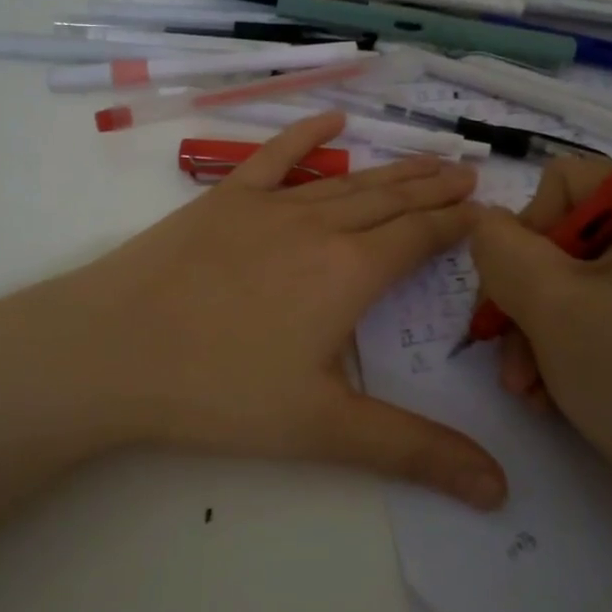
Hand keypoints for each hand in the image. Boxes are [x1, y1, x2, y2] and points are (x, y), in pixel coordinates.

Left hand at [0, 114, 507, 509]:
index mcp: (350, 272)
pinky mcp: (223, 199)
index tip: (488, 211)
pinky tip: (333, 121)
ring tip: (427, 158)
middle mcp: (318, 226)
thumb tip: (499, 490)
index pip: (421, 237)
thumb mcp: (323, 429)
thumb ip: (414, 451)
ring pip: (345, 181)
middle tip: (469, 171)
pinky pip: (275, 157)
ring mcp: (268, 206)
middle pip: (390, 200)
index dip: (458, 224)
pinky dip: (307, 136)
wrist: (112, 351)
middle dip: (434, 187)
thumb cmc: (219, 391)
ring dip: (390, 169)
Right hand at [467, 160, 611, 534]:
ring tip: (525, 385)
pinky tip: (550, 393)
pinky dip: (564, 348)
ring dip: (535, 332)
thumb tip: (485, 224)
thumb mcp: (549, 302)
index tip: (518, 291)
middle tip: (505, 354)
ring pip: (572, 283)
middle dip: (525, 299)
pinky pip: (596, 313)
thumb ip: (499, 246)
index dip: (528, 232)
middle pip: (563, 239)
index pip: (565, 184)